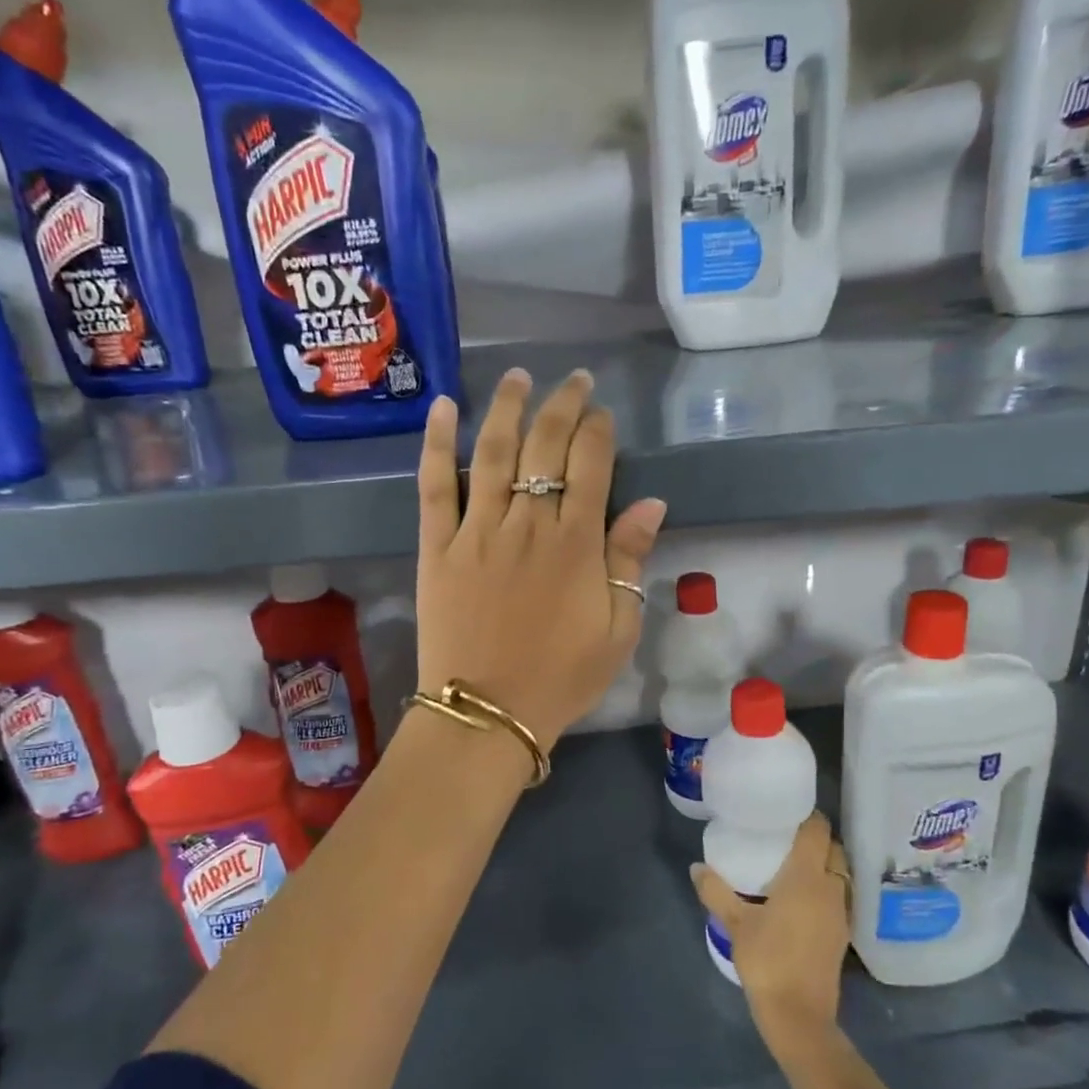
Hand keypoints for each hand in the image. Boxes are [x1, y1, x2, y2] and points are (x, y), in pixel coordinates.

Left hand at [416, 369, 666, 750]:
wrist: (487, 713)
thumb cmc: (561, 677)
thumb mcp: (617, 630)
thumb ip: (630, 562)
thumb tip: (653, 503)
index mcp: (576, 545)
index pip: (591, 465)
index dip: (598, 430)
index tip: (602, 413)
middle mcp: (527, 524)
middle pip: (545, 446)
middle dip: (563, 405)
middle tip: (574, 380)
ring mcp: (477, 530)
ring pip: (493, 451)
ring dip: (507, 406)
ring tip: (519, 376)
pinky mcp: (438, 545)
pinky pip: (434, 485)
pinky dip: (436, 442)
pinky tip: (443, 405)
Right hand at [692, 813, 851, 1047]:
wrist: (799, 1016)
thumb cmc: (767, 961)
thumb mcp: (735, 923)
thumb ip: (715, 891)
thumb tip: (696, 867)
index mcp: (807, 877)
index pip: (818, 831)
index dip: (807, 815)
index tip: (787, 809)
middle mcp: (830, 888)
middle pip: (833, 849)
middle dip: (815, 838)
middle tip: (786, 835)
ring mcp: (840, 913)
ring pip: (839, 873)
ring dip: (823, 862)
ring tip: (792, 862)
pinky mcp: (841, 934)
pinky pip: (838, 895)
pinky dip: (825, 886)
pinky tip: (801, 896)